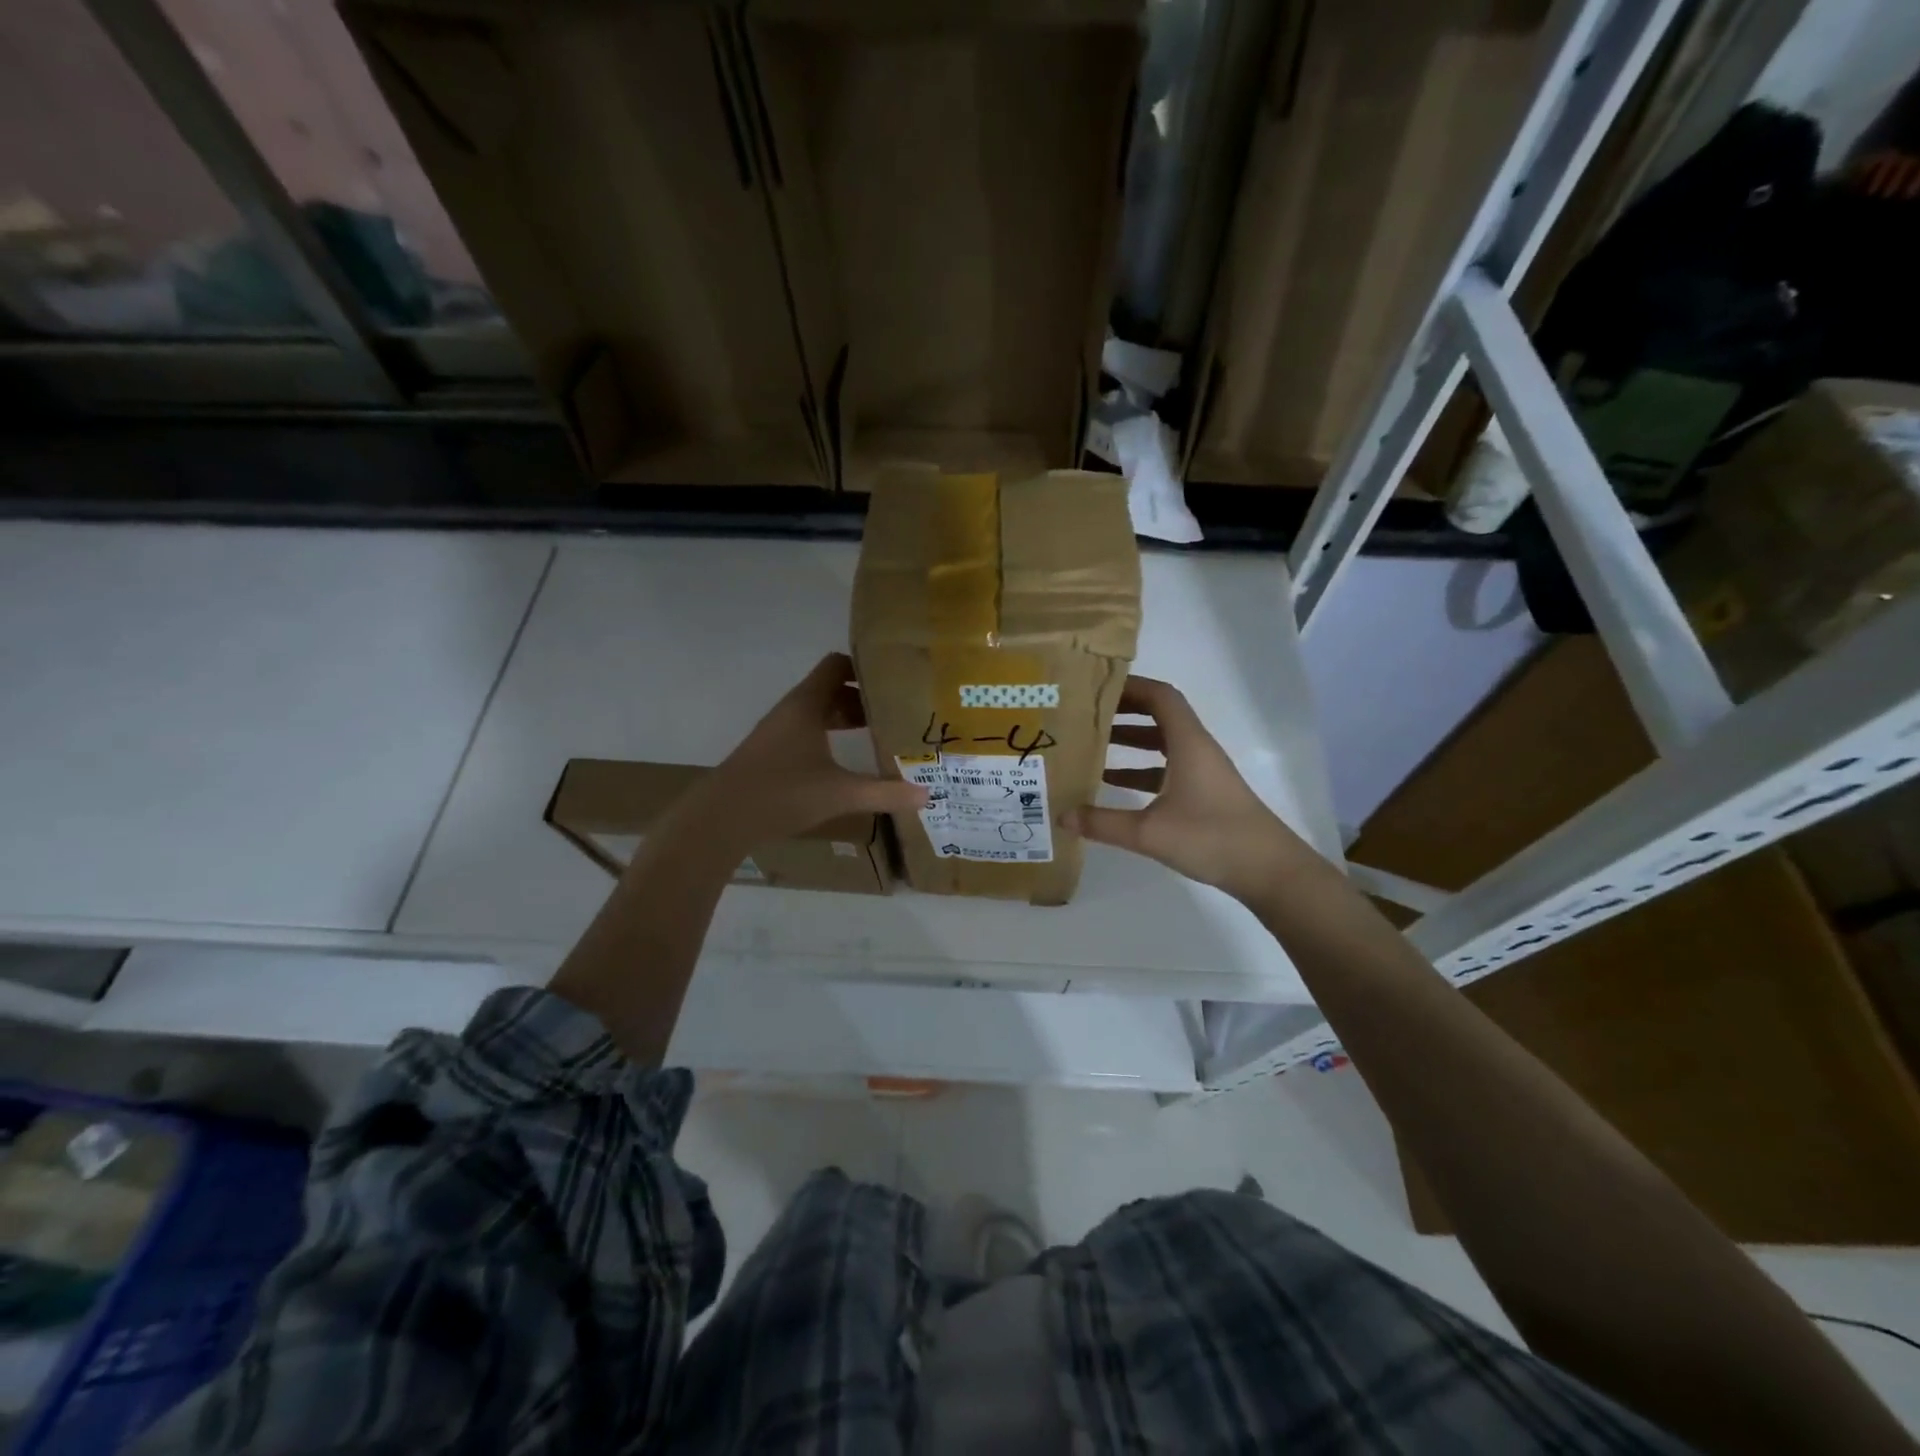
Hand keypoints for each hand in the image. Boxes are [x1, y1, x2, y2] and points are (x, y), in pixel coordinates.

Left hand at [694, 653, 926, 847]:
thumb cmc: (782, 793)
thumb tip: (927, 795)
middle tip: (898, 708)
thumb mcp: (840, 794)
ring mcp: (779, 731)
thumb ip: (884, 793)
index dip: (865, 666)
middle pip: (831, 688)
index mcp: (806, 704)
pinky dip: (830, 734)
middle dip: (864, 696)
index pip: (837, 665)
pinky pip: (808, 730)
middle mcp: (792, 710)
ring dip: (846, 717)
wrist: (720, 819)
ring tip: (881, 731)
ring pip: (818, 711)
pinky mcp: (772, 751)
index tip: (897, 676)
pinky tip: (846, 758)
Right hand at [1075, 675, 1313, 903]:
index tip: (1095, 688)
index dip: (1130, 686)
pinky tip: (1114, 785)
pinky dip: (1141, 769)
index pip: (1160, 696)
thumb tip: (1061, 816)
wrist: (1269, 870)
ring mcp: (1203, 771)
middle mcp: (1196, 749)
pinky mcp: (1204, 792)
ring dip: (1131, 740)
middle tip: (1086, 714)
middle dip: (1123, 711)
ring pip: (1162, 743)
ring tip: (1092, 745)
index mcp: (1188, 743)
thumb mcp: (1149, 833)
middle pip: (1159, 715)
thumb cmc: (1212, 838)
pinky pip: (1167, 767)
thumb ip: (1103, 823)